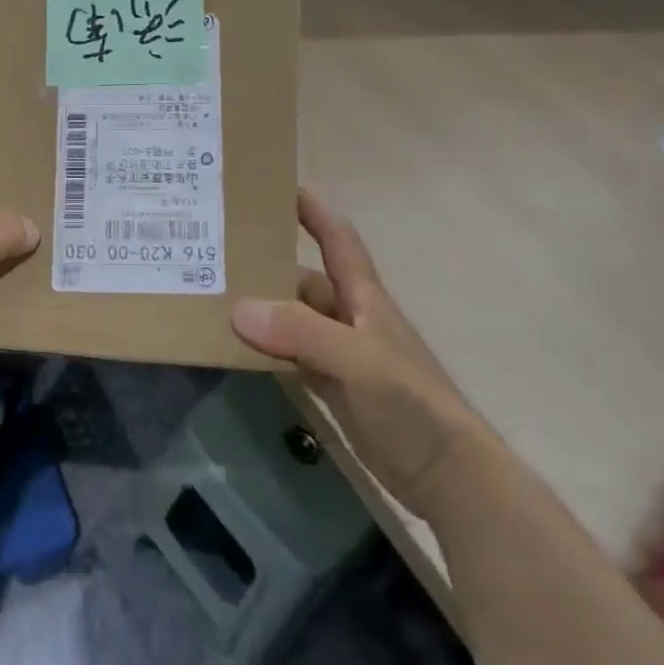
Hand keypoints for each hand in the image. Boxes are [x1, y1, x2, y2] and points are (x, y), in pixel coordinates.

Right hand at [231, 190, 490, 514]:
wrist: (448, 478)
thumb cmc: (411, 404)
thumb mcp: (358, 360)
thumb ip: (301, 332)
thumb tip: (239, 308)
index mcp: (364, 298)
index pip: (338, 240)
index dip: (313, 210)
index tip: (276, 186)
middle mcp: (351, 319)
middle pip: (305, 281)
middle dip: (268, 266)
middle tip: (219, 255)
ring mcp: (342, 356)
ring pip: (294, 321)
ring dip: (263, 312)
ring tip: (215, 300)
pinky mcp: (335, 390)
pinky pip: (292, 358)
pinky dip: (268, 351)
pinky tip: (238, 350)